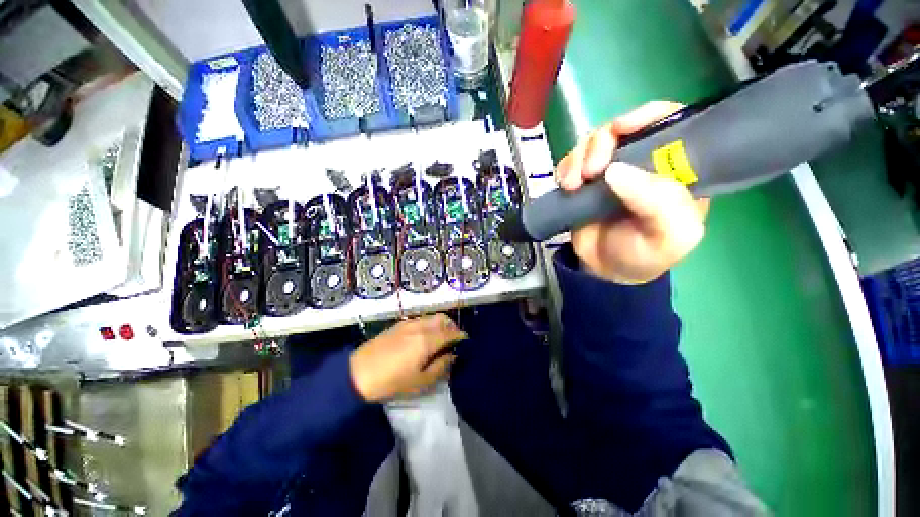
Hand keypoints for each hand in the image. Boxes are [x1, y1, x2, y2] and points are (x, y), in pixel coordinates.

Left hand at [349, 314, 466, 401]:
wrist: (358, 373)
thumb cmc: (392, 381)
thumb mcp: (420, 380)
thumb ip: (441, 366)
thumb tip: (452, 355)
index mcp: (427, 340)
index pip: (451, 333)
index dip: (461, 337)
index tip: (466, 344)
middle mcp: (420, 326)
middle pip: (443, 319)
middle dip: (452, 327)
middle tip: (453, 341)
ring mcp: (409, 323)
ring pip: (432, 317)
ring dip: (441, 324)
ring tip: (440, 340)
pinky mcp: (399, 324)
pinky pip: (421, 319)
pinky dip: (429, 324)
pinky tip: (424, 337)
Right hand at [555, 101, 709, 283]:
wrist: (605, 270)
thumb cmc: (644, 255)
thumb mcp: (669, 238)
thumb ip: (659, 204)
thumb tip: (616, 170)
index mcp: (676, 170)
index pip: (671, 123)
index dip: (647, 116)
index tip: (621, 129)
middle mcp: (643, 163)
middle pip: (622, 128)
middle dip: (602, 143)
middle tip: (591, 171)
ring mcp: (610, 171)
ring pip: (593, 142)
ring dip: (578, 158)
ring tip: (572, 185)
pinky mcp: (585, 181)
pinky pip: (572, 161)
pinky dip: (565, 168)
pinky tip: (565, 185)